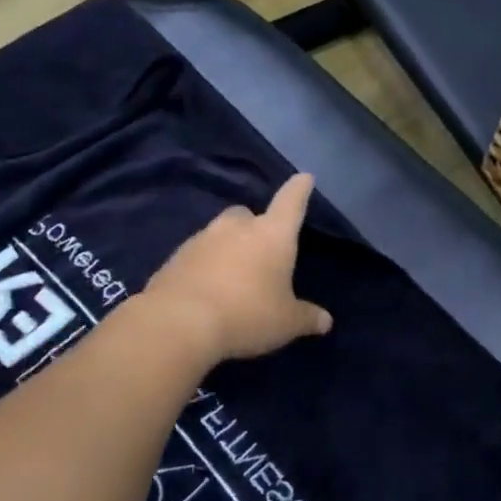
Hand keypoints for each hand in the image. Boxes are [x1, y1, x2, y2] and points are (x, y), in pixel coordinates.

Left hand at [144, 174, 332, 361]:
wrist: (178, 322)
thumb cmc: (247, 314)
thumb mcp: (286, 322)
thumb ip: (307, 318)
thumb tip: (325, 321)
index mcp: (272, 234)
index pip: (291, 202)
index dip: (299, 189)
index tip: (304, 177)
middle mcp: (237, 227)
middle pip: (248, 215)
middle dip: (254, 226)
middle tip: (260, 252)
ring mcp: (202, 238)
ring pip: (220, 234)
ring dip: (227, 248)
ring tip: (232, 277)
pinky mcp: (175, 257)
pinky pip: (197, 255)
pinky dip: (204, 265)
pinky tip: (207, 290)